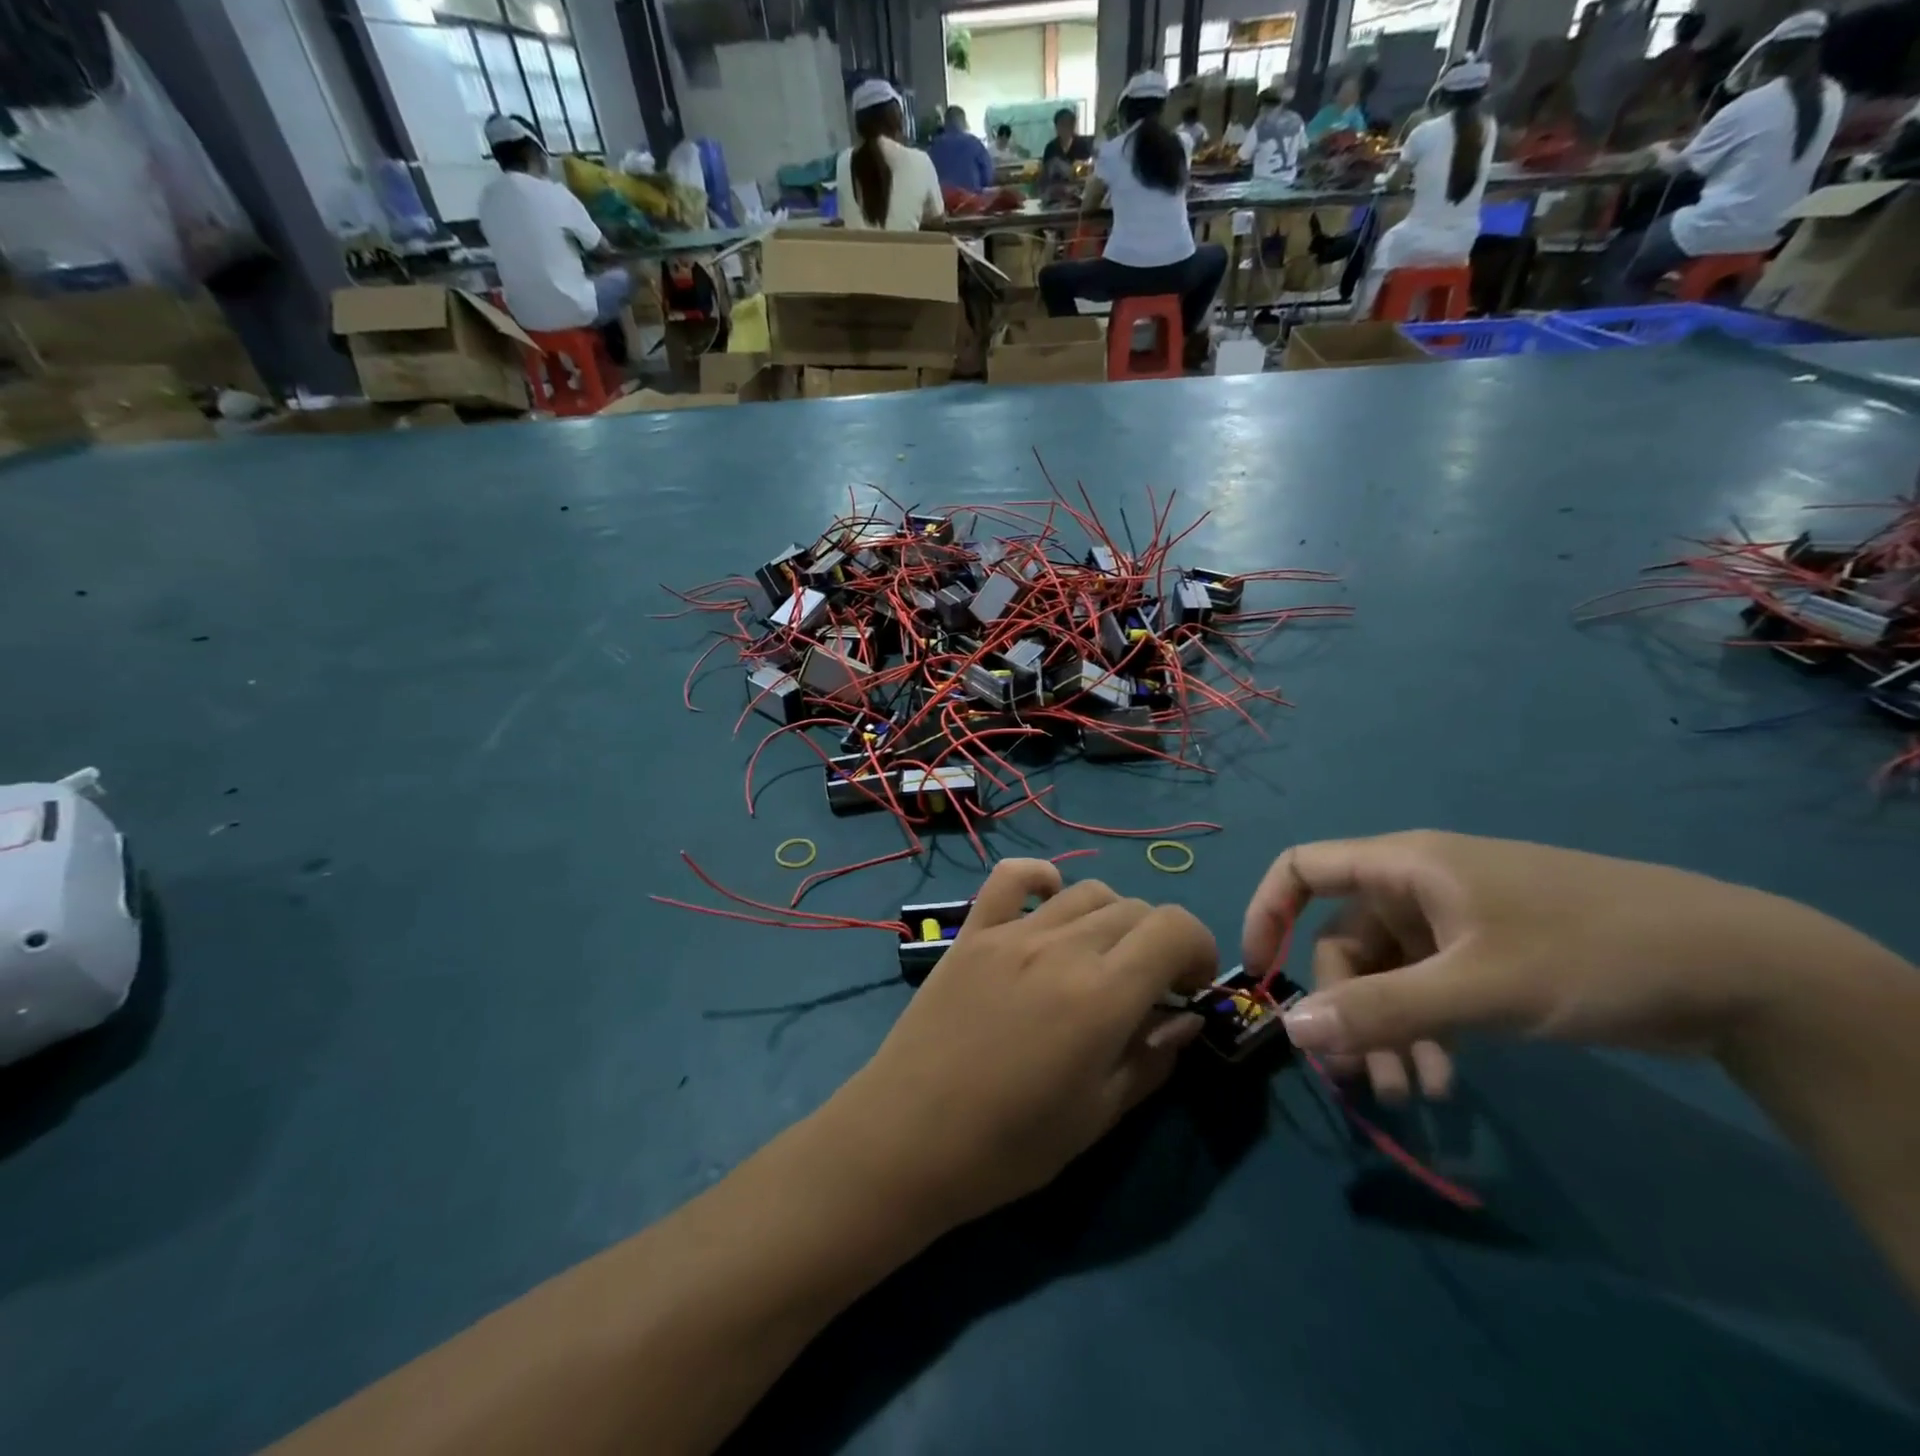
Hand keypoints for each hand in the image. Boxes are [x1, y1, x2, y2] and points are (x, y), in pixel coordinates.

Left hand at [832, 860, 1217, 1230]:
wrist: (907, 1138)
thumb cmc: (1009, 1145)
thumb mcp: (1098, 1116)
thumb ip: (1151, 1058)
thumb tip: (1184, 1019)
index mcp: (1102, 995)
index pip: (1174, 927)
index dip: (1199, 948)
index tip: (1190, 988)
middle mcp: (1061, 948)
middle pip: (1135, 908)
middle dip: (1159, 941)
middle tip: (1148, 987)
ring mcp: (1012, 933)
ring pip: (1086, 891)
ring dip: (1111, 918)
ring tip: (1100, 958)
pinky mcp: (973, 931)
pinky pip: (1011, 878)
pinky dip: (1041, 879)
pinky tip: (1048, 903)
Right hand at [1241, 831, 1814, 1101]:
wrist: (1739, 970)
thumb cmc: (1589, 952)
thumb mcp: (1479, 987)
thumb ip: (1381, 1009)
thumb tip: (1290, 1031)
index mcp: (1403, 867)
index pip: (1302, 868)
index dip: (1267, 912)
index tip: (1259, 974)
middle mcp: (1417, 890)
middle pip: (1343, 941)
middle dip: (1345, 1008)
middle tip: (1358, 1075)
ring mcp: (1453, 925)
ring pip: (1387, 976)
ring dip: (1387, 1032)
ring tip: (1411, 1093)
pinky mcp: (1486, 958)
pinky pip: (1427, 992)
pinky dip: (1425, 1033)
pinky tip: (1448, 1080)